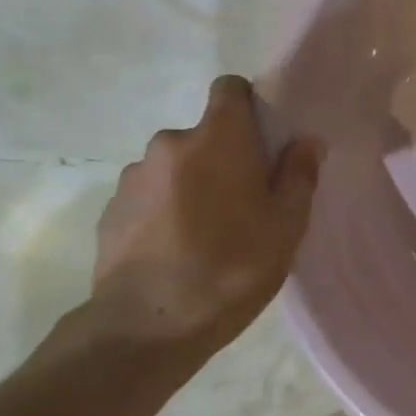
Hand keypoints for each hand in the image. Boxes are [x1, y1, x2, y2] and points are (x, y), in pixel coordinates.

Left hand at [86, 75, 320, 360]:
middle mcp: (170, 143)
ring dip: (190, 185)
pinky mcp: (110, 210)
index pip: (229, 88)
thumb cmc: (230, 268)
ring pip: (174, 167)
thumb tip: (305, 141)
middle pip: (204, 135)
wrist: (146, 327)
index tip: (262, 141)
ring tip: (203, 234)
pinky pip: (148, 196)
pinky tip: (173, 252)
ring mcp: (133, 177)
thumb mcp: (286, 226)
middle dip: (222, 158)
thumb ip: (299, 175)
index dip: (248, 106)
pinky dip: (162, 211)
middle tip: (241, 204)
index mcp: (217, 138)